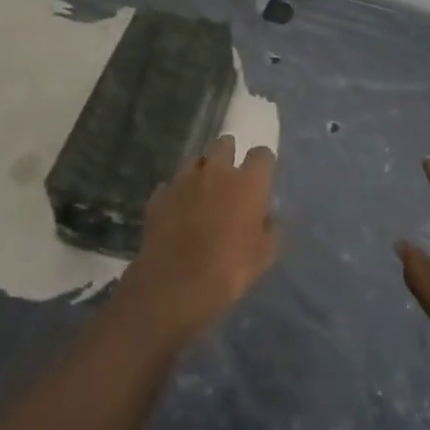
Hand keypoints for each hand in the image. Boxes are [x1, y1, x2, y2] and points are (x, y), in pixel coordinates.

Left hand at [117, 136, 279, 343]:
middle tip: (229, 176)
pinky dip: (176, 193)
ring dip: (201, 169)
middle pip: (225, 143)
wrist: (175, 286)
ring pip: (195, 158)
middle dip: (229, 154)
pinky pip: (171, 184)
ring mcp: (184, 179)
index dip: (262, 163)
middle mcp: (217, 170)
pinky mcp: (160, 194)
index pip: (262, 154)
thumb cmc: (229, 271)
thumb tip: (267, 216)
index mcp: (248, 182)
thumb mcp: (264, 256)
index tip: (261, 176)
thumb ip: (269, 228)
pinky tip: (177, 210)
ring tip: (201, 189)